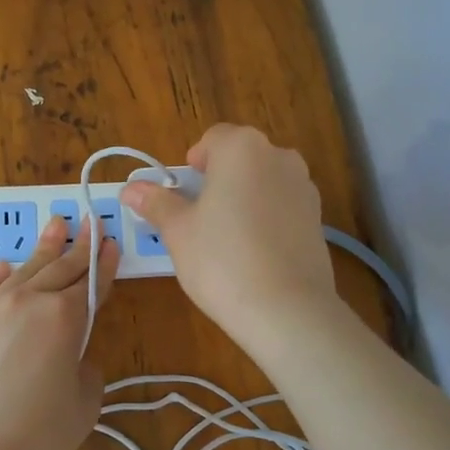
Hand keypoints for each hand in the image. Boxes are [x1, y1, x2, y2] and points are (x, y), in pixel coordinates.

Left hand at [0, 217, 117, 449]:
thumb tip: (72, 360)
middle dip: (79, 245)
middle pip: (60, 267)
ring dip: (43, 249)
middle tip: (89, 221)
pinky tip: (7, 266)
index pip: (91, 282)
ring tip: (55, 226)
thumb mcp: (82, 408)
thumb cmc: (34, 436)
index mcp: (64, 319)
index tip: (111, 242)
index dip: (104, 262)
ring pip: (23, 270)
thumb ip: (85, 374)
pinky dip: (2, 276)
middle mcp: (29, 302)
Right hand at [121, 124, 338, 346]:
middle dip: (220, 180)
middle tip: (200, 218)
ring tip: (228, 239)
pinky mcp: (318, 218)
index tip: (183, 194)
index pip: (213, 139)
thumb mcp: (178, 231)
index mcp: (241, 148)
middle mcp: (278, 156)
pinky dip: (268, 218)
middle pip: (241, 158)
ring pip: (264, 181)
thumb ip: (156, 203)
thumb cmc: (221, 260)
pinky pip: (283, 206)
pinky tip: (256, 253)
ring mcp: (304, 186)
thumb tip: (131, 188)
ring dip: (245, 197)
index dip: (194, 163)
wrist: (287, 310)